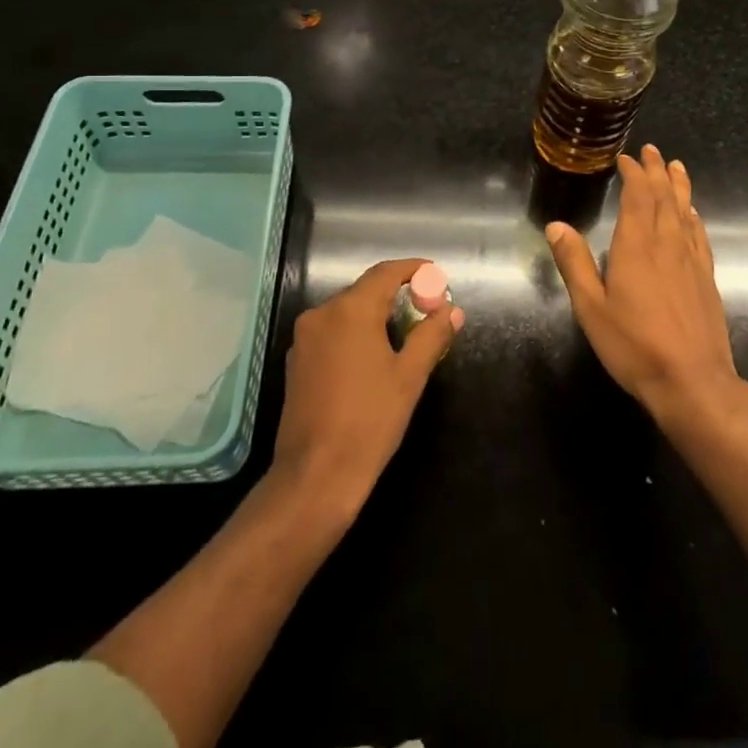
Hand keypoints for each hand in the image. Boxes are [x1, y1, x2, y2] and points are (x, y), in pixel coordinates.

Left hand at [273, 258, 463, 516]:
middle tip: (427, 309)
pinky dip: (356, 333)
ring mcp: (304, 338)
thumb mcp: (409, 376)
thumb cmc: (369, 422)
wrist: (314, 477)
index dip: (413, 269)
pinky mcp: (296, 362)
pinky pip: (333, 332)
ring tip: (406, 334)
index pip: (386, 272)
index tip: (436, 274)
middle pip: (366, 290)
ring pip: (348, 311)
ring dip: (377, 315)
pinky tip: (373, 356)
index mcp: (351, 310)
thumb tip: (451, 310)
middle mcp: (322, 314)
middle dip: (398, 294)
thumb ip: (431, 336)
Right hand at [547, 145, 739, 422]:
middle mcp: (667, 244)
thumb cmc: (634, 345)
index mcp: (637, 246)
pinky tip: (693, 214)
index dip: (633, 174)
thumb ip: (574, 263)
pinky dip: (694, 217)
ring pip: (685, 211)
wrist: (692, 381)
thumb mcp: (591, 307)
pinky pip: (700, 236)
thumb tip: (555, 225)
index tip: (626, 158)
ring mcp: (691, 261)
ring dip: (679, 186)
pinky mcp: (706, 279)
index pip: (637, 197)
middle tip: (652, 150)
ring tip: (676, 167)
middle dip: (657, 171)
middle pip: (664, 197)